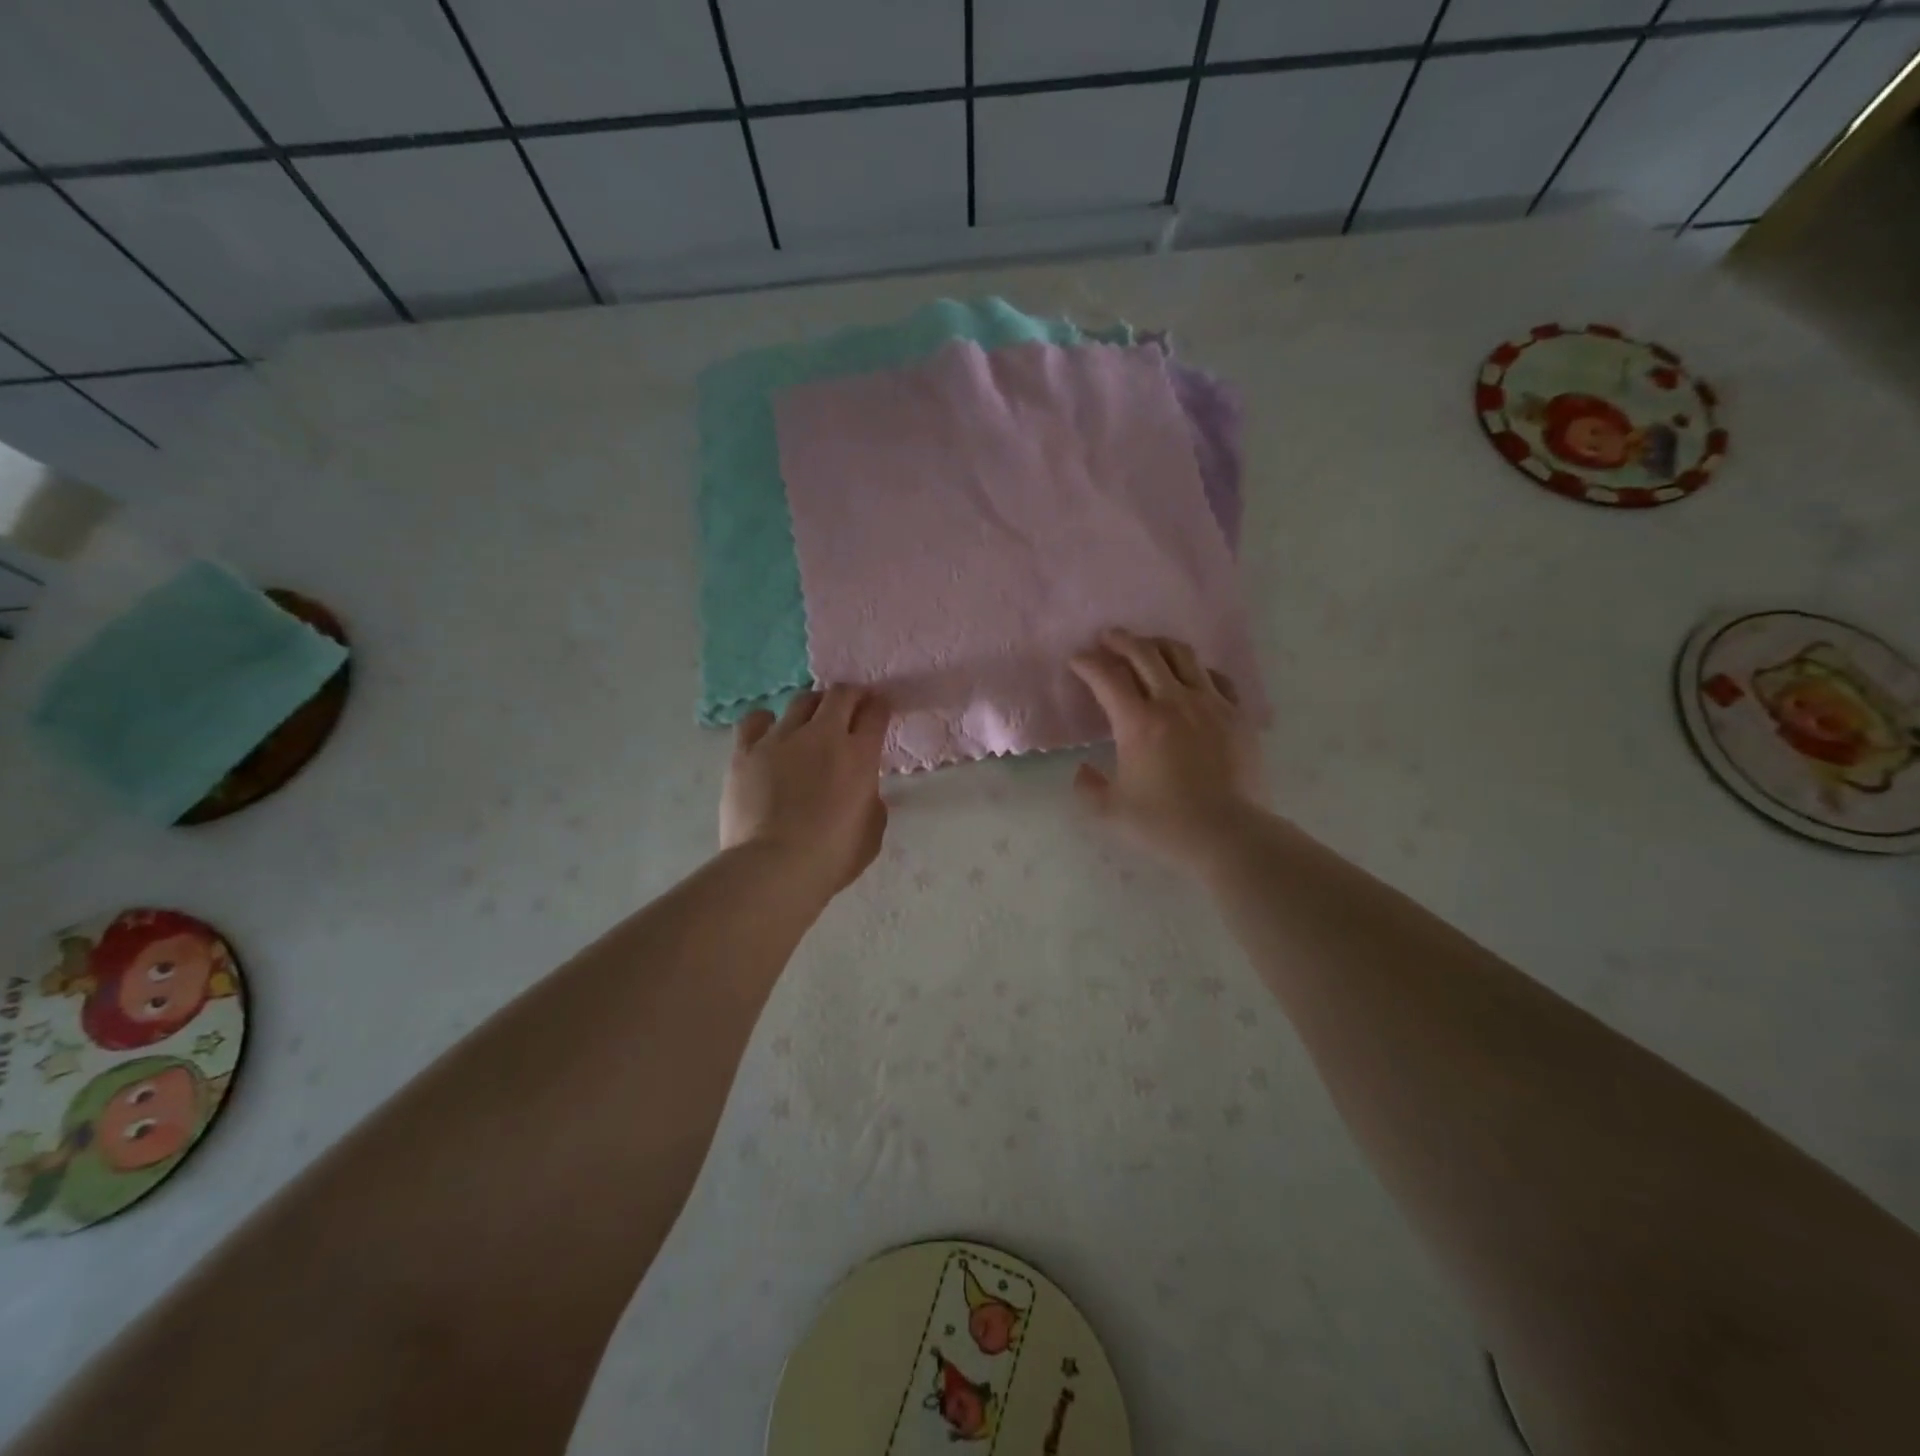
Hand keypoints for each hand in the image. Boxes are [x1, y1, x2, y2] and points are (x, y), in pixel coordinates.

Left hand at [720, 686, 890, 898]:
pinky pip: (755, 720)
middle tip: (850, 707)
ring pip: (801, 701)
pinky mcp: (745, 750)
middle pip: (840, 695)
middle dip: (850, 696)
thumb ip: (871, 802)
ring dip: (813, 706)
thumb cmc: (832, 857)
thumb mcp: (872, 832)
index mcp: (859, 755)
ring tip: (811, 720)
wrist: (774, 867)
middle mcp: (822, 735)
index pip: (875, 713)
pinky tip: (769, 732)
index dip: (879, 707)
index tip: (878, 710)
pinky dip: (766, 720)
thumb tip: (862, 789)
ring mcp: (780, 738)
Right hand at [1069, 629, 1262, 867]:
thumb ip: (1088, 788)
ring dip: (1159, 645)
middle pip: (1145, 653)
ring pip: (1183, 656)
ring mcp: (1211, 704)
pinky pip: (1216, 678)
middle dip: (1121, 640)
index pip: (1107, 677)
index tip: (1077, 660)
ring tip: (1148, 647)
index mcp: (1139, 723)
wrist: (1229, 834)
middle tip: (1108, 638)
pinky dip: (1197, 671)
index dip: (1087, 663)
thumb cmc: (1166, 824)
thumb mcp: (1111, 812)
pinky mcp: (1237, 715)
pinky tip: (1192, 678)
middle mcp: (1174, 702)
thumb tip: (1083, 770)